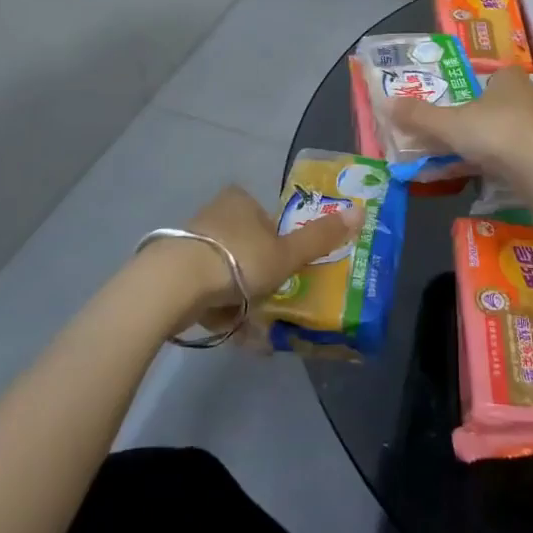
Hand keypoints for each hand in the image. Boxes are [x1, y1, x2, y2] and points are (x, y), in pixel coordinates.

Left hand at [167, 186, 362, 329]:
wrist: (172, 286)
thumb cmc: (237, 260)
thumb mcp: (286, 253)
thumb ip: (320, 237)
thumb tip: (361, 212)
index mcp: (241, 201)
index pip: (269, 220)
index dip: (280, 245)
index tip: (285, 271)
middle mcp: (214, 214)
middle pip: (247, 247)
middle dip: (259, 278)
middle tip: (271, 303)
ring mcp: (190, 242)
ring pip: (225, 272)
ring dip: (240, 299)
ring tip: (252, 328)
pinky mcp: (171, 270)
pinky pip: (204, 290)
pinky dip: (218, 309)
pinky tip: (228, 331)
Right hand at [388, 66, 532, 175]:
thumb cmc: (494, 131)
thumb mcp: (449, 123)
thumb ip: (419, 116)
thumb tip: (386, 104)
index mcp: (508, 79)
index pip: (490, 75)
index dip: (472, 86)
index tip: (453, 103)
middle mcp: (527, 97)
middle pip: (494, 105)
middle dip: (474, 120)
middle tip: (448, 133)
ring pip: (503, 132)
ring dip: (483, 144)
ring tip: (457, 158)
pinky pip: (512, 155)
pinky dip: (495, 163)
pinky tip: (478, 176)